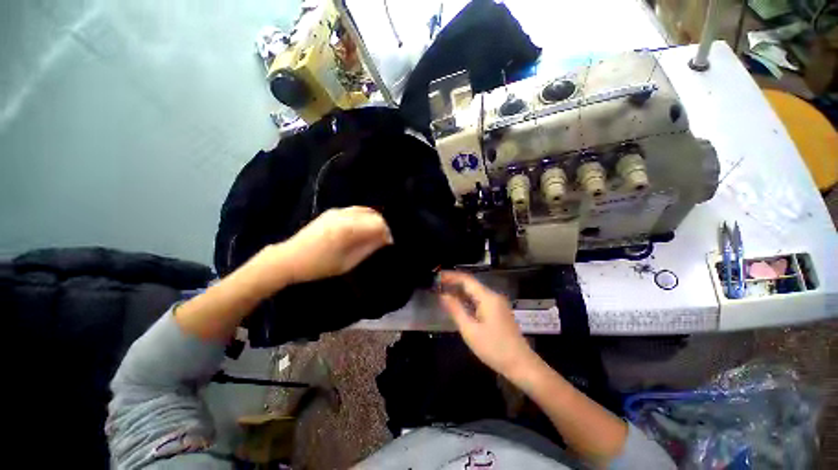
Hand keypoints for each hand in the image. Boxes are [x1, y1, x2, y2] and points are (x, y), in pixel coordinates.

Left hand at [278, 206, 392, 284]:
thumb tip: (385, 239)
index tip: (389, 243)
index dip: (387, 233)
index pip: (378, 223)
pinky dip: (364, 218)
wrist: (288, 258)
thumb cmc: (319, 266)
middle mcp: (344, 215)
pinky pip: (355, 211)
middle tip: (384, 240)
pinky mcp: (332, 212)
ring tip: (374, 235)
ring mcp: (337, 211)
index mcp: (348, 228)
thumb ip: (369, 247)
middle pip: (374, 214)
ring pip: (365, 210)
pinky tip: (362, 229)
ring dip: (373, 221)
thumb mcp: (348, 262)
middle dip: (382, 226)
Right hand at [438, 271, 537, 378]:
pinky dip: (467, 300)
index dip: (451, 276)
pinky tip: (457, 304)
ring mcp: (496, 304)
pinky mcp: (497, 311)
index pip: (466, 279)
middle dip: (453, 283)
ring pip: (475, 292)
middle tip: (437, 285)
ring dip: (459, 291)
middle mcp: (493, 296)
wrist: (521, 365)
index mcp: (487, 297)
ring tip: (443, 293)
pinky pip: (479, 300)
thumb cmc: (494, 348)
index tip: (437, 276)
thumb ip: (455, 310)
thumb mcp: (470, 330)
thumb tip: (442, 295)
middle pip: (470, 284)